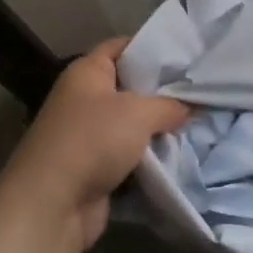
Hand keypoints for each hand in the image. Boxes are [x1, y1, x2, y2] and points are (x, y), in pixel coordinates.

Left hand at [0, 38, 190, 252]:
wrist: (52, 205)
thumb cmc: (93, 140)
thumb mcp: (139, 113)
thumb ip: (170, 105)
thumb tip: (190, 107)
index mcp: (87, 72)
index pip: (122, 46)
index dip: (152, 47)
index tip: (186, 54)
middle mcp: (84, 99)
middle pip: (130, 87)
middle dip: (163, 92)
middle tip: (200, 92)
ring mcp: (88, 136)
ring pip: (133, 125)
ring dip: (159, 130)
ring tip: (198, 123)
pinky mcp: (94, 168)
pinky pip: (129, 156)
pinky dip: (149, 159)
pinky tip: (180, 155)